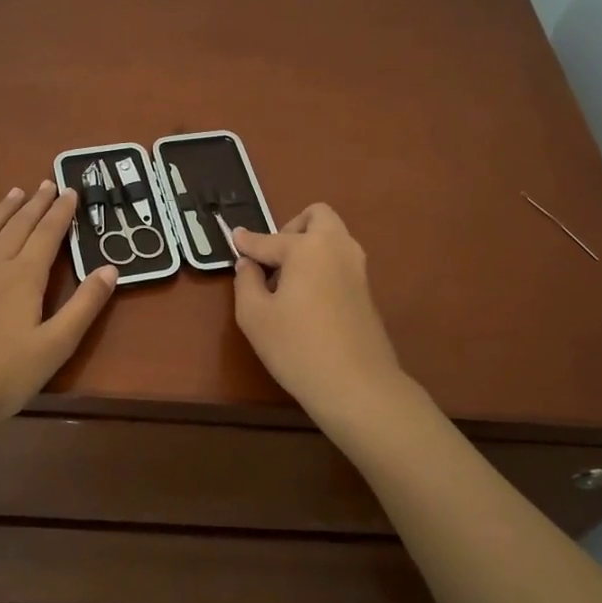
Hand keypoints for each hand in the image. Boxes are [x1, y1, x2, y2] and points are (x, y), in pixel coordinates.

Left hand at [0, 182, 117, 428]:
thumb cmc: (3, 376)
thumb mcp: (56, 346)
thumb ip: (84, 306)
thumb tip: (111, 268)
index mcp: (24, 277)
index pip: (48, 235)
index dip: (61, 212)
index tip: (71, 191)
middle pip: (18, 226)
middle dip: (36, 204)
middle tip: (47, 183)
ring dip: (2, 210)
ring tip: (15, 192)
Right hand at [230, 204, 407, 421]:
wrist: (357, 385)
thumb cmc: (297, 347)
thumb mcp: (254, 316)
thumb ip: (246, 282)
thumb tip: (248, 264)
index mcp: (308, 247)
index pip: (269, 239)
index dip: (247, 241)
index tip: (234, 238)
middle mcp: (337, 247)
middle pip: (317, 217)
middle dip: (291, 228)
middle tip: (273, 258)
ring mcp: (358, 268)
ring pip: (332, 238)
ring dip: (309, 246)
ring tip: (286, 282)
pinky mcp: (367, 291)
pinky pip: (340, 261)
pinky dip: (322, 266)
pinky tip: (306, 299)